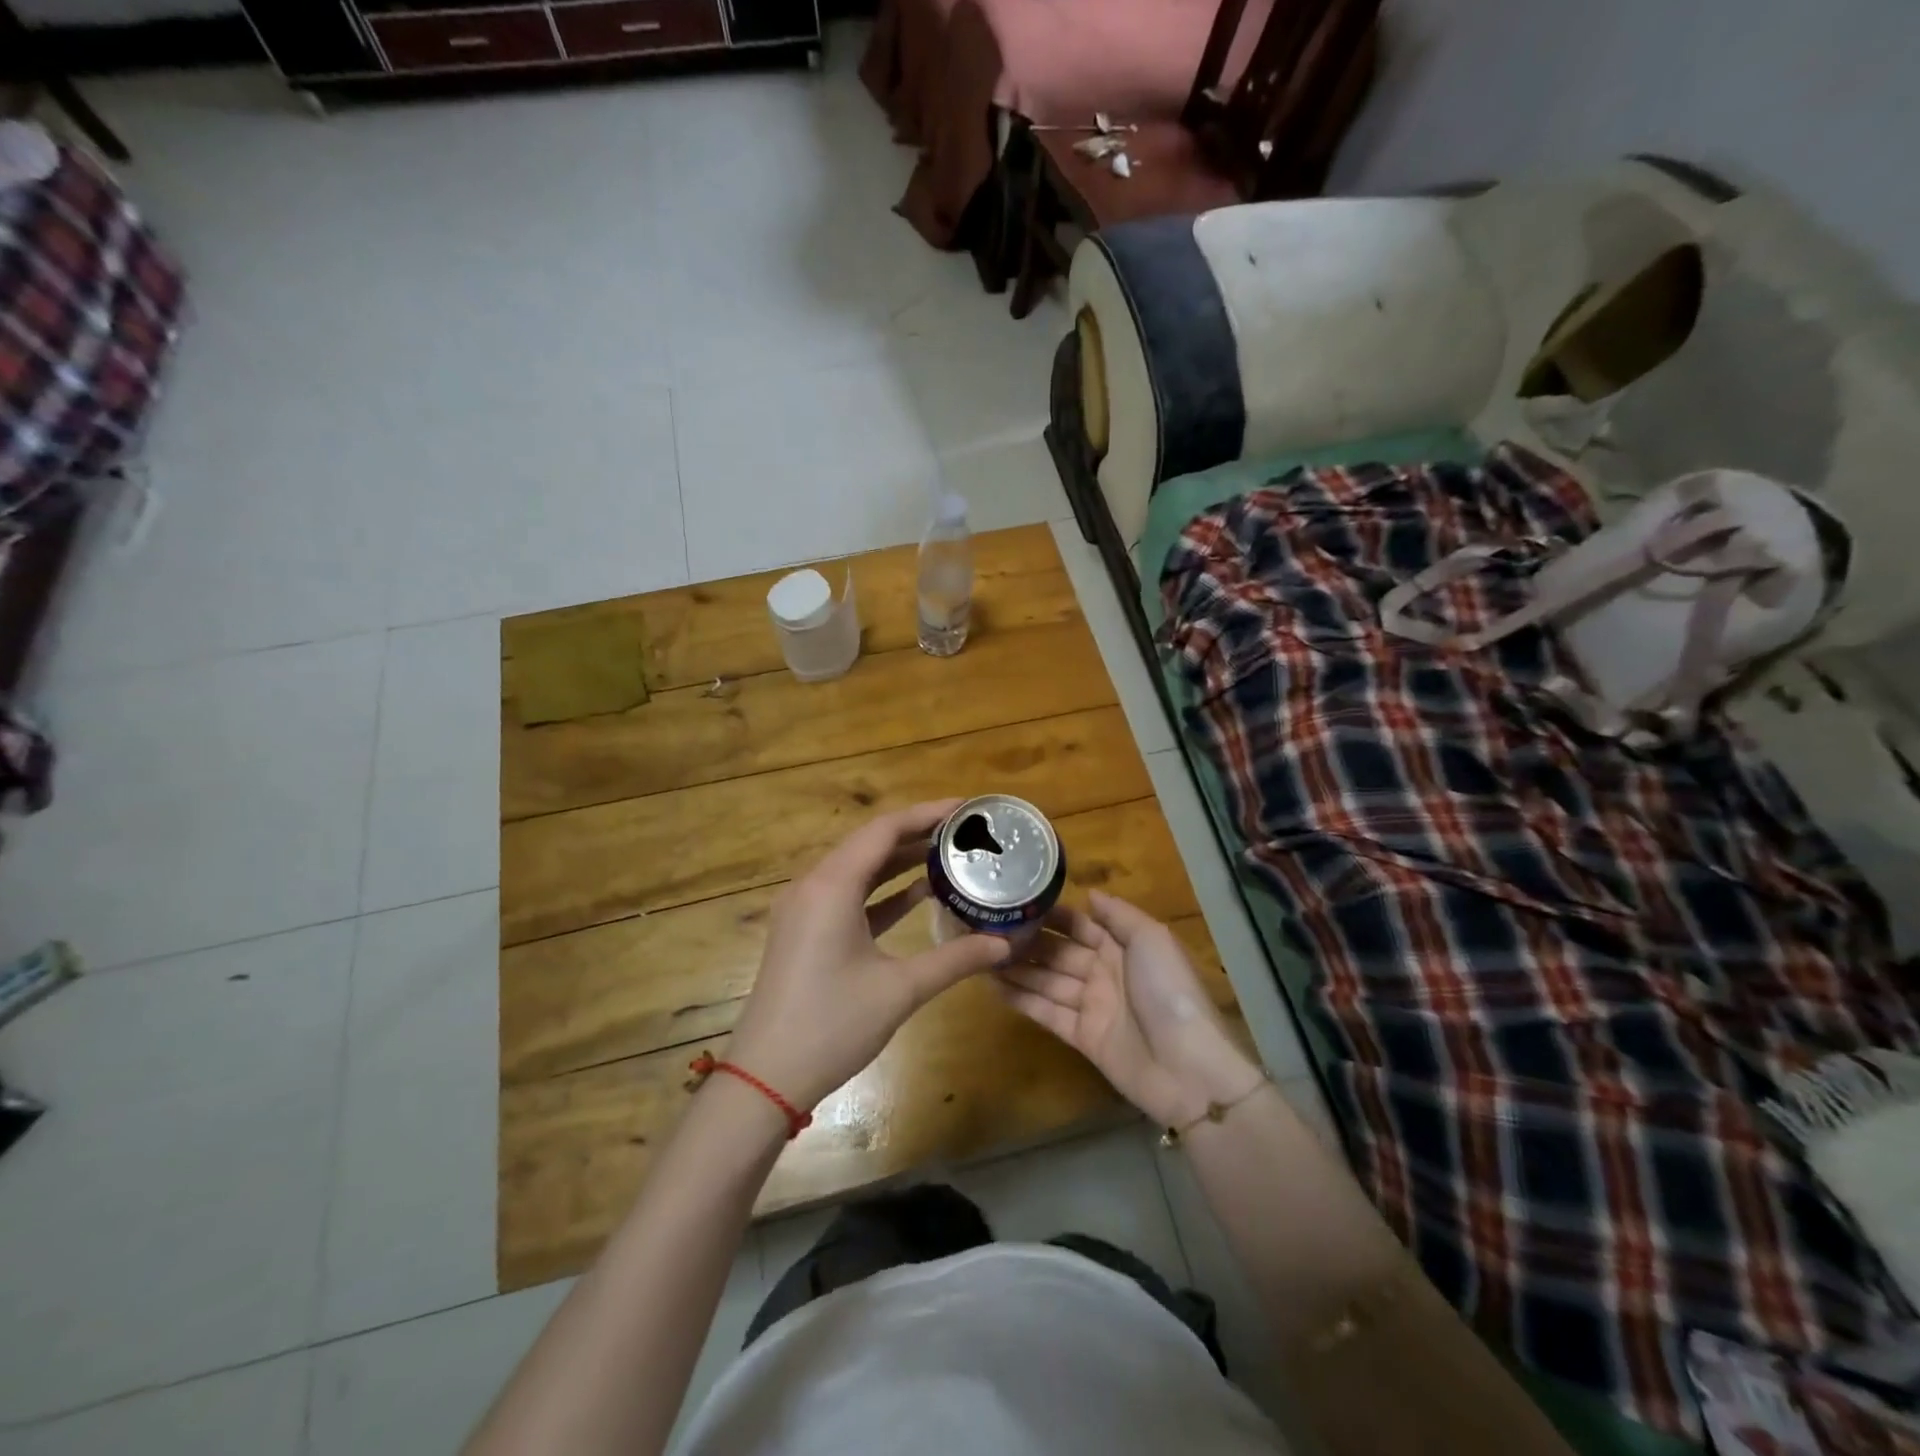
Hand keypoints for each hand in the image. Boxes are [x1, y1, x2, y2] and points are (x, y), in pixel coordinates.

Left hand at [725, 801, 1012, 1110]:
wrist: (765, 1077)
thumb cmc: (832, 1026)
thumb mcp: (900, 990)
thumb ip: (955, 959)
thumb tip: (1004, 944)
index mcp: (831, 886)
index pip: (883, 830)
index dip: (926, 814)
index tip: (966, 809)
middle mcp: (813, 885)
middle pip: (869, 843)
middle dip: (916, 834)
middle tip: (964, 832)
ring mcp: (804, 908)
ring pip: (858, 869)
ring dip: (899, 861)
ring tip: (948, 855)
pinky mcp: (804, 931)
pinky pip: (848, 895)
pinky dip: (882, 891)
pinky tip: (918, 894)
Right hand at [996, 890, 1261, 1126]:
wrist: (1188, 1069)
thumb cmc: (1170, 993)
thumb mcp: (1152, 940)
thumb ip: (1119, 915)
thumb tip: (1090, 893)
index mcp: (1123, 947)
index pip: (1081, 925)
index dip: (1053, 915)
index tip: (1019, 903)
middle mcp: (1104, 972)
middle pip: (1059, 953)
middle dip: (1028, 943)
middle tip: (988, 930)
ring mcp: (1092, 1006)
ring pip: (1048, 982)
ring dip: (1018, 970)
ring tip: (980, 956)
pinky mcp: (1082, 1037)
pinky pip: (1047, 1013)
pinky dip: (1023, 1001)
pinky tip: (994, 987)